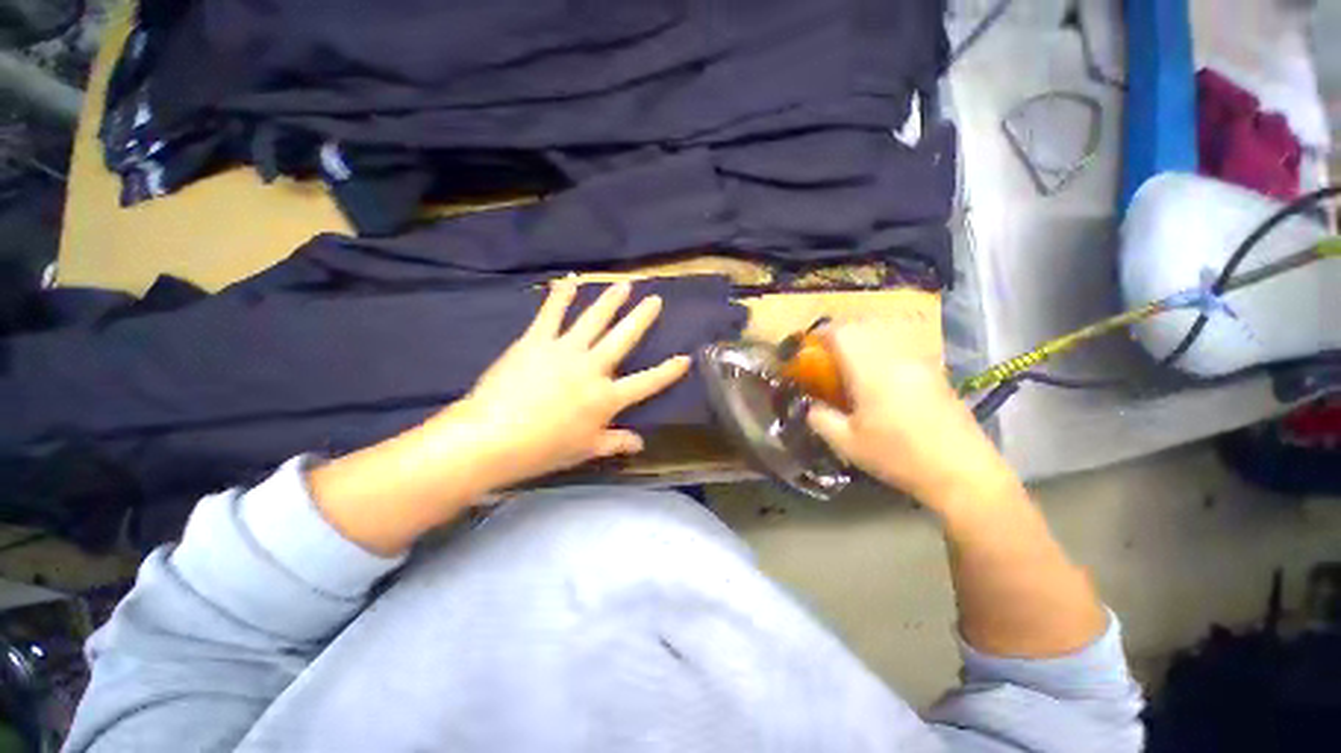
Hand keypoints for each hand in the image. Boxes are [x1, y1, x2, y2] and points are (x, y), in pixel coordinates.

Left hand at [439, 279, 690, 486]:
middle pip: (624, 338)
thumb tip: (640, 443)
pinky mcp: (537, 341)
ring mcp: (565, 350)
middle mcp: (593, 368)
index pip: (647, 382)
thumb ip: (615, 443)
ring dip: (611, 300)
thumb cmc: (543, 449)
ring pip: (594, 319)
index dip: (668, 371)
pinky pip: (552, 314)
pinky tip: (569, 280)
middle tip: (655, 299)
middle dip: (642, 318)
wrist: (492, 437)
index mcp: (607, 398)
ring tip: (624, 284)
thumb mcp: (584, 450)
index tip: (685, 358)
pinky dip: (561, 295)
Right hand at [805, 318, 1015, 513]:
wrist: (961, 472)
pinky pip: (902, 348)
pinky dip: (884, 351)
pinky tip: (882, 378)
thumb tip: (810, 406)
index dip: (822, 333)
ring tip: (853, 365)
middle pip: (865, 327)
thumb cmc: (898, 456)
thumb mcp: (847, 443)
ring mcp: (920, 363)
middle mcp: (896, 358)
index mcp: (871, 371)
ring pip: (886, 334)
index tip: (809, 347)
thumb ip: (821, 419)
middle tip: (829, 356)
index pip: (843, 332)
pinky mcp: (936, 373)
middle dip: (842, 335)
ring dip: (864, 340)